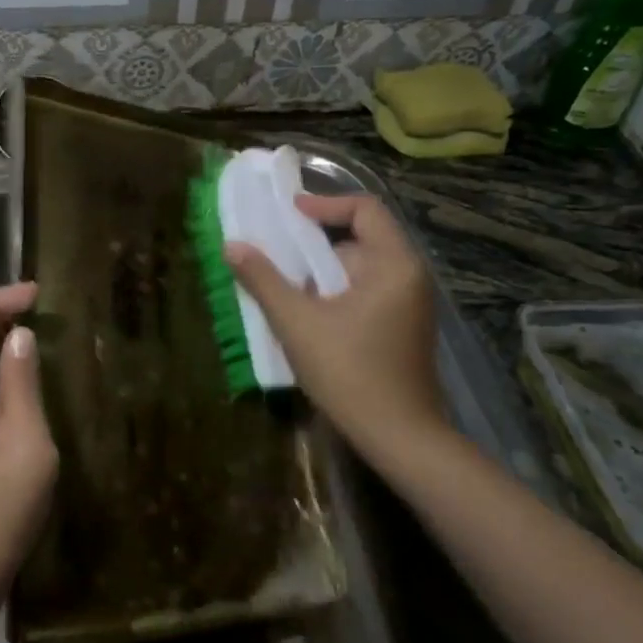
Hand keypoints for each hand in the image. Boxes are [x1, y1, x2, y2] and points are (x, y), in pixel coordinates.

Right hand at [225, 195, 444, 462]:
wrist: (400, 439)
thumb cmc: (350, 373)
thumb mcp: (298, 322)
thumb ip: (263, 280)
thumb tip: (232, 245)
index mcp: (394, 264)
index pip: (365, 209)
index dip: (324, 203)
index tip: (288, 212)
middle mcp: (409, 277)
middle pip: (361, 238)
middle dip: (316, 242)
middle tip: (277, 250)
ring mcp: (409, 305)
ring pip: (361, 270)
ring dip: (322, 271)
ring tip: (284, 283)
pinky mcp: (403, 329)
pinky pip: (366, 293)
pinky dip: (336, 292)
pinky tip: (308, 313)